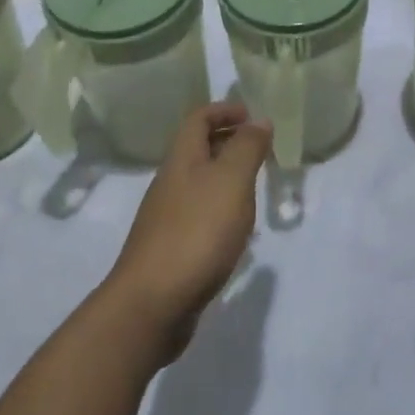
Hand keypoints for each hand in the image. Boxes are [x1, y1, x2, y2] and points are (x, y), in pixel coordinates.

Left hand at [103, 103, 269, 362]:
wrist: (152, 304)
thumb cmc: (197, 232)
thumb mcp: (231, 181)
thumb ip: (247, 148)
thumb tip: (258, 120)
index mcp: (182, 159)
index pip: (198, 118)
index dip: (224, 110)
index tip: (253, 116)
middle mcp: (171, 182)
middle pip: (198, 149)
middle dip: (229, 142)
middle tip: (262, 150)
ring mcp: (168, 217)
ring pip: (200, 183)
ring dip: (227, 178)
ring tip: (257, 189)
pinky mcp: (172, 249)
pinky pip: (200, 215)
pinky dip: (222, 211)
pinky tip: (238, 231)